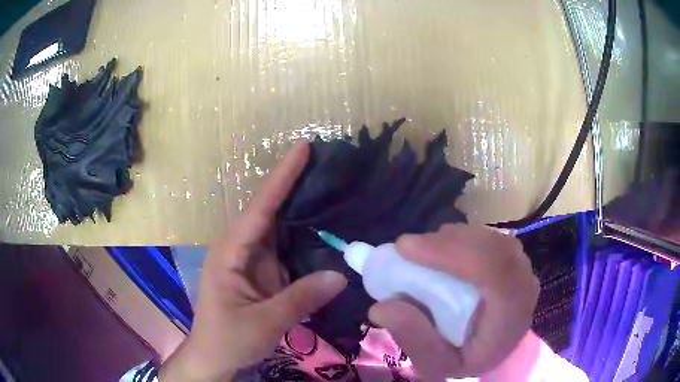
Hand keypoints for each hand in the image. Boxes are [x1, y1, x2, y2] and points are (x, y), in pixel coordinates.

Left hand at [160, 141, 347, 381]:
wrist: (215, 358)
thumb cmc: (228, 339)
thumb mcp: (264, 322)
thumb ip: (301, 299)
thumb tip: (341, 276)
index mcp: (230, 252)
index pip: (260, 207)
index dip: (282, 176)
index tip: (303, 147)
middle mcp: (240, 248)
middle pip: (269, 209)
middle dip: (294, 184)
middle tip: (326, 163)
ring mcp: (251, 260)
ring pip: (278, 227)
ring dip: (301, 208)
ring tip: (330, 186)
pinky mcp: (262, 273)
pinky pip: (285, 248)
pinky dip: (303, 236)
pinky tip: (324, 227)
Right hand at [369, 224, 538, 379]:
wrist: (496, 352)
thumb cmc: (467, 359)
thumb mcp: (435, 364)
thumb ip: (413, 339)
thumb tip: (381, 306)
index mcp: (511, 315)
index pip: (493, 269)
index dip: (451, 252)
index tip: (405, 247)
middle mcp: (524, 285)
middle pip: (492, 246)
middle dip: (446, 242)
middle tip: (407, 248)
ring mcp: (522, 268)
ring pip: (489, 237)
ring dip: (452, 238)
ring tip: (422, 251)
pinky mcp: (513, 259)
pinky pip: (489, 238)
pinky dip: (461, 238)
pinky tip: (442, 249)